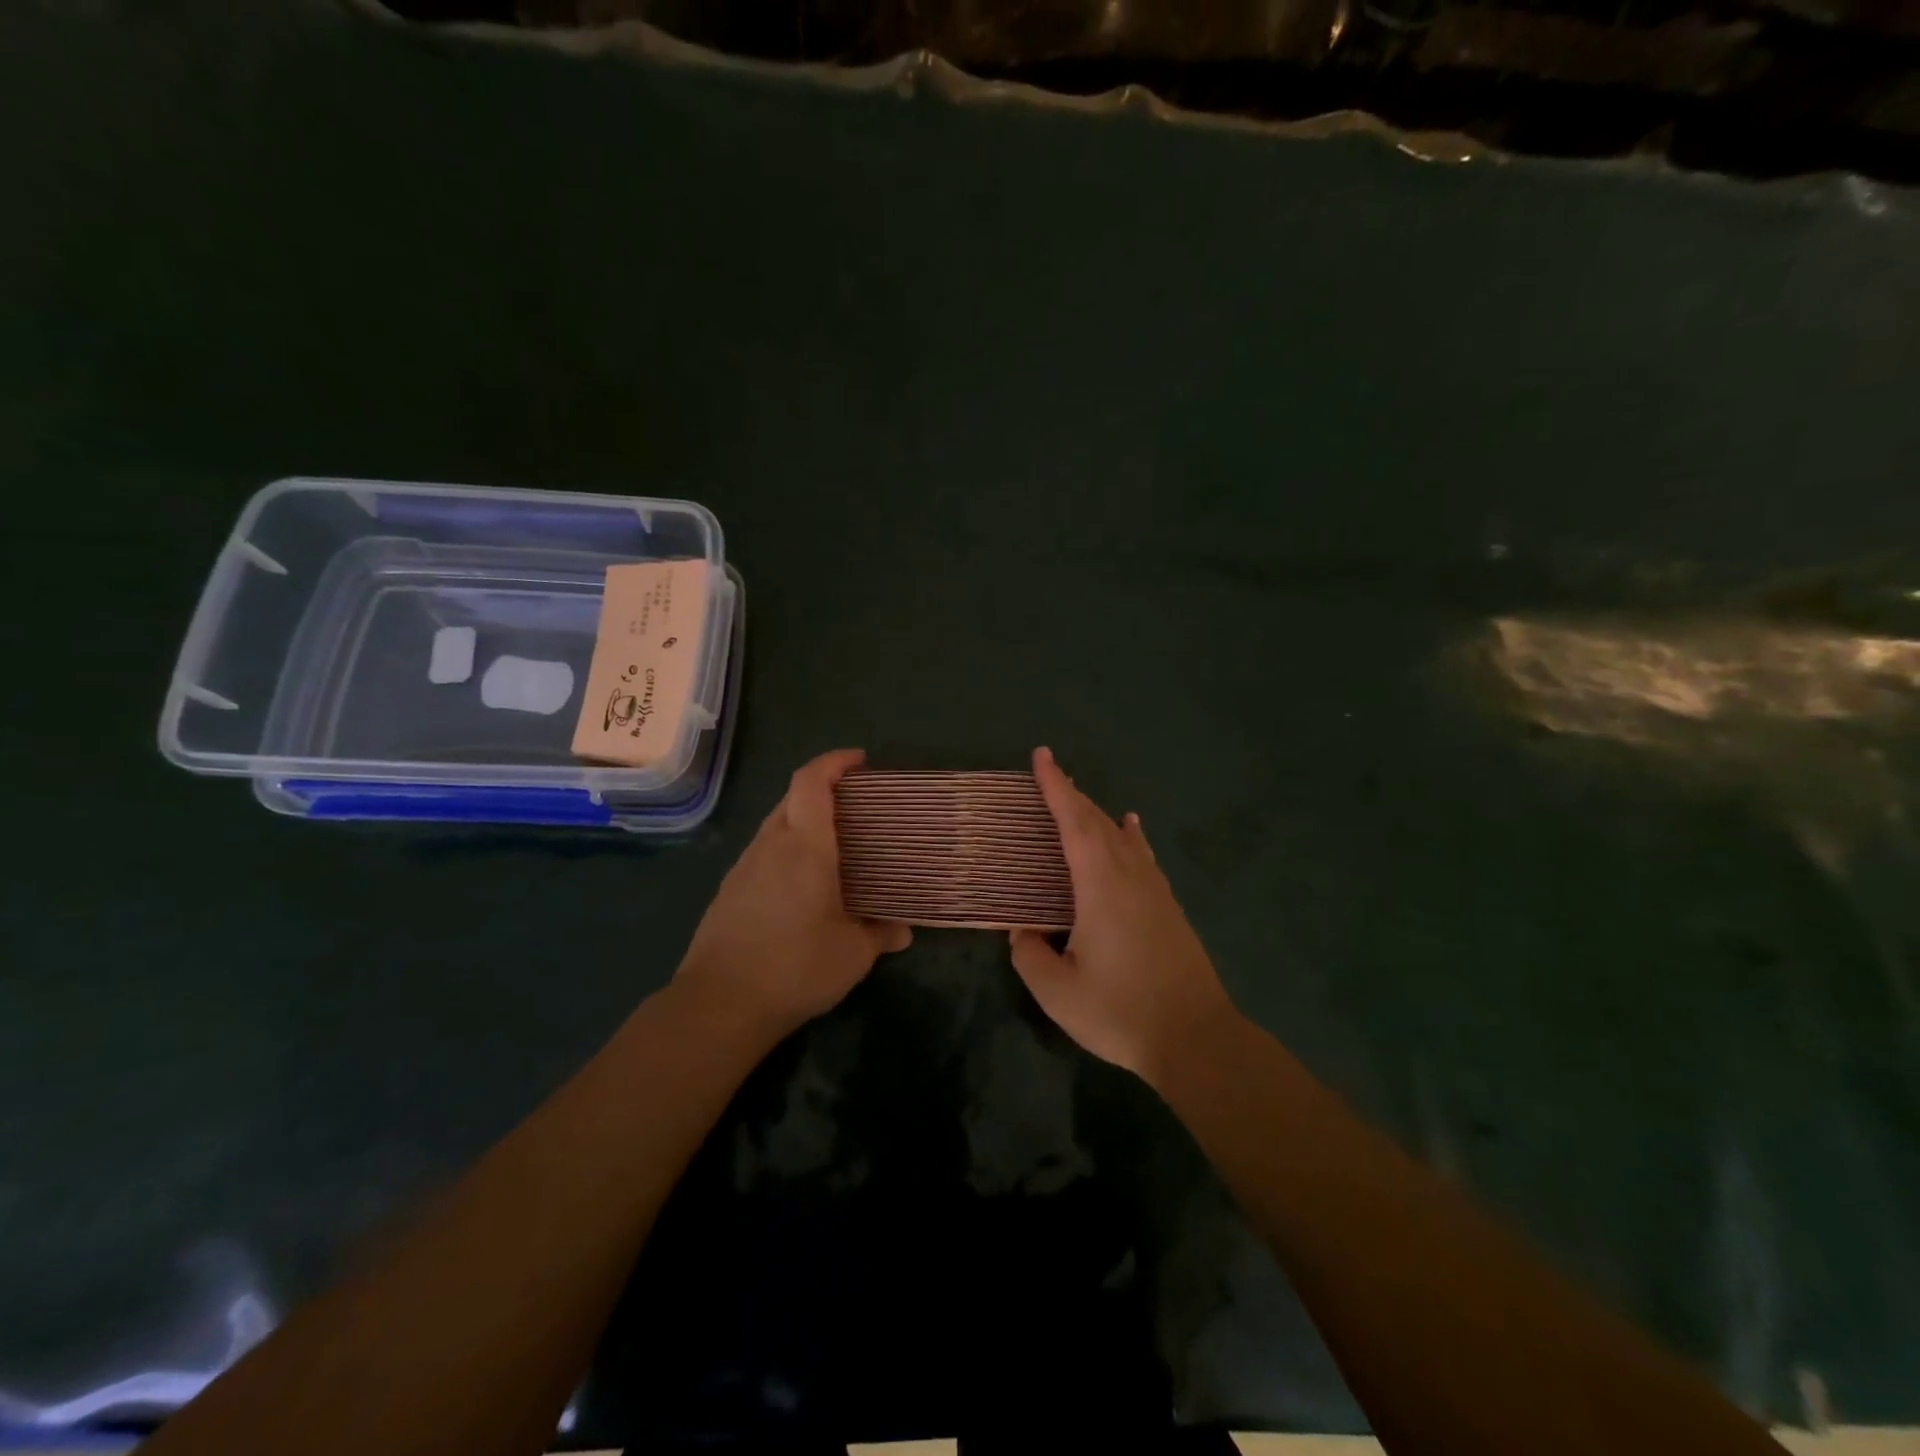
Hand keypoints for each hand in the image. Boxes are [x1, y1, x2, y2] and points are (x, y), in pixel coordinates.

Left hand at [677, 749, 910, 1038]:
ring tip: (835, 849)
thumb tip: (902, 930)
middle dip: (824, 791)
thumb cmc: (796, 966)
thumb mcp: (853, 954)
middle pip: (793, 798)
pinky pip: (764, 854)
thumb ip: (881, 934)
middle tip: (858, 808)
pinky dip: (787, 852)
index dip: (834, 761)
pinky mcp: (729, 892)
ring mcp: (744, 867)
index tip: (860, 760)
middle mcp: (770, 845)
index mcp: (804, 846)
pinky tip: (803, 887)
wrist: (720, 1004)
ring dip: (804, 824)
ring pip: (777, 826)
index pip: (811, 781)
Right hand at [1009, 747, 1235, 1084]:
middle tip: (1050, 774)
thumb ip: (1030, 956)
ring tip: (1080, 798)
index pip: (1073, 822)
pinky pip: (1143, 855)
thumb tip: (1024, 932)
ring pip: (1122, 836)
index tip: (1042, 756)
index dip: (1056, 787)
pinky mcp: (1169, 907)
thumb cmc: (1121, 1011)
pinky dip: (1129, 835)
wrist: (1196, 1037)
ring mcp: (1155, 890)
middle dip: (1072, 794)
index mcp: (1100, 885)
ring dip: (1097, 813)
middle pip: (1098, 822)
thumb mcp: (1058, 992)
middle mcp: (1129, 876)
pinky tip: (1131, 830)